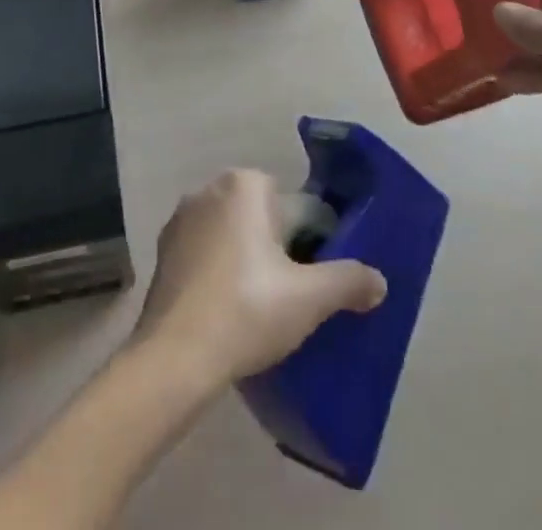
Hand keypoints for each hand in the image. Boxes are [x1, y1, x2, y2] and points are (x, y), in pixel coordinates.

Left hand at [132, 169, 386, 385]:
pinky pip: (204, 253)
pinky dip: (217, 273)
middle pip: (260, 216)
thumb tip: (379, 282)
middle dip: (275, 247)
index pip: (293, 205)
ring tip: (257, 308)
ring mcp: (180, 219)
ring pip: (231, 234)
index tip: (309, 279)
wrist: (175, 358)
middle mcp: (209, 188)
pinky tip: (225, 311)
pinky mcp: (163, 252)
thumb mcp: (309, 298)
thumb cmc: (248, 310)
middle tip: (287, 294)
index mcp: (245, 183)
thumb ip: (348, 282)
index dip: (308, 242)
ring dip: (244, 259)